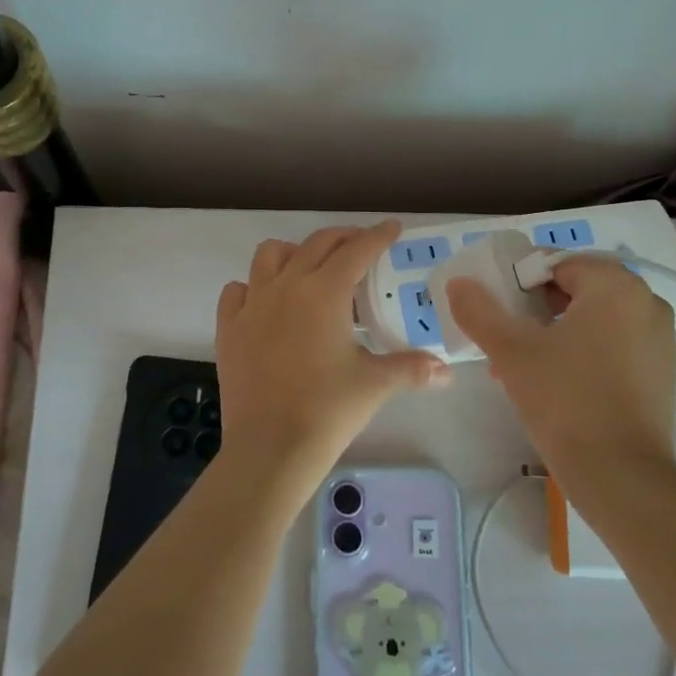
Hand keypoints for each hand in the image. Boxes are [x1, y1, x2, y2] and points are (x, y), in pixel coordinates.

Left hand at [215, 221, 447, 501]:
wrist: (270, 447)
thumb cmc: (327, 410)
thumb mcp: (375, 385)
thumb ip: (412, 369)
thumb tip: (447, 371)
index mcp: (324, 292)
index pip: (357, 250)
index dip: (378, 235)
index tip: (392, 228)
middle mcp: (286, 286)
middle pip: (316, 244)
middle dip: (343, 238)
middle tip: (361, 247)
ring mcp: (252, 304)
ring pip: (270, 255)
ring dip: (294, 253)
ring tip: (311, 269)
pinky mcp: (229, 328)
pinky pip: (238, 291)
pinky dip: (254, 287)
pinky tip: (267, 304)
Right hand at [445, 255, 675, 483]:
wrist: (621, 477)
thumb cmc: (566, 400)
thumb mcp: (512, 352)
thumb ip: (480, 311)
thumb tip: (458, 283)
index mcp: (615, 287)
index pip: (556, 264)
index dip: (519, 281)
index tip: (496, 309)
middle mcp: (646, 303)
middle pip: (576, 289)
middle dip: (534, 310)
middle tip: (503, 338)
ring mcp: (659, 339)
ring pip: (592, 320)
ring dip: (553, 333)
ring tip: (517, 365)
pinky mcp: (660, 372)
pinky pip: (611, 344)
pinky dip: (580, 352)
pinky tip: (550, 383)